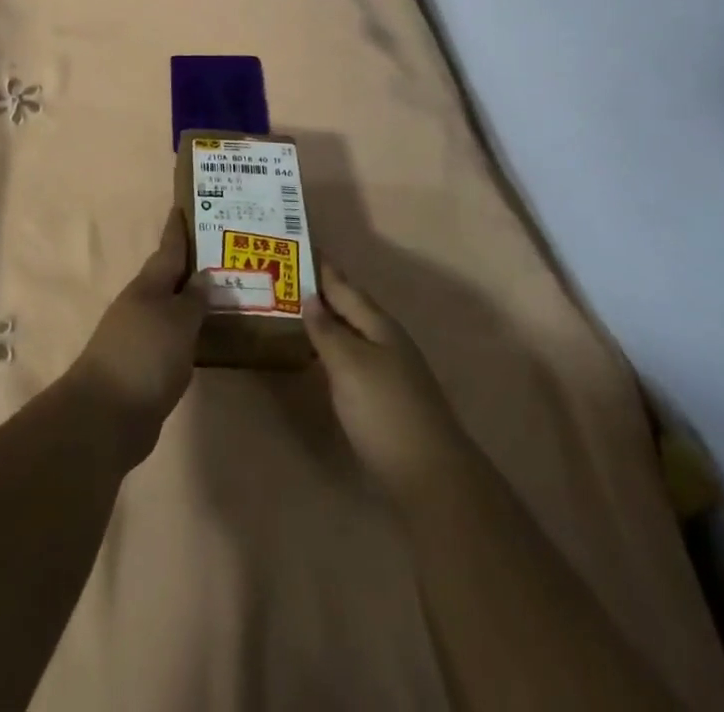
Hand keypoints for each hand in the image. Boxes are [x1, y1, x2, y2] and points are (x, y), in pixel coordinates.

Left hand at [67, 208, 206, 464]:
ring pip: (171, 308)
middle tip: (221, 251)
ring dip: (191, 299)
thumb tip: (202, 276)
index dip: (177, 230)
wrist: (106, 416)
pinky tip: (206, 336)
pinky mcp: (143, 366)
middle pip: (169, 278)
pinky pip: (171, 338)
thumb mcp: (177, 322)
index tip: (184, 207)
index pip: (168, 250)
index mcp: (148, 286)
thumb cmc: (145, 356)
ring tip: (223, 292)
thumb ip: (193, 299)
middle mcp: (141, 305)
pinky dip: (188, 331)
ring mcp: (139, 336)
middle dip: (190, 265)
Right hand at [308, 258, 466, 500]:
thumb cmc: (385, 411)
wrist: (432, 477)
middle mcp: (388, 342)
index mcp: (380, 326)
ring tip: (299, 312)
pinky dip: (335, 349)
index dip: (324, 270)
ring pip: (354, 333)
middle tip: (291, 277)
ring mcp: (392, 371)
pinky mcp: (388, 399)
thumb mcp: (349, 365)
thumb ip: (327, 331)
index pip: (345, 288)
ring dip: (329, 321)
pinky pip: (355, 358)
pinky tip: (322, 358)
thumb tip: (310, 296)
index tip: (301, 246)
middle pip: (352, 308)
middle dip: (325, 293)